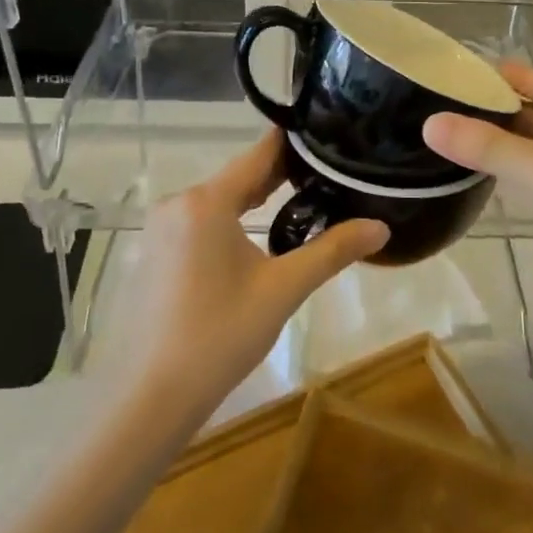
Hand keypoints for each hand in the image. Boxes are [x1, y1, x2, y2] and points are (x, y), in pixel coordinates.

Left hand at [108, 131, 388, 423]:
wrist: (151, 397)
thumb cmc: (220, 336)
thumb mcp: (283, 289)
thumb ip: (332, 250)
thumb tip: (381, 227)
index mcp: (207, 201)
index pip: (259, 153)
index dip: (294, 143)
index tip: (328, 135)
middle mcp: (179, 202)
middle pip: (239, 176)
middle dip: (281, 174)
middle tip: (328, 173)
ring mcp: (161, 227)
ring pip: (220, 199)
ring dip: (256, 198)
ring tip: (303, 199)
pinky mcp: (156, 251)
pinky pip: (201, 220)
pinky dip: (231, 220)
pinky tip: (256, 235)